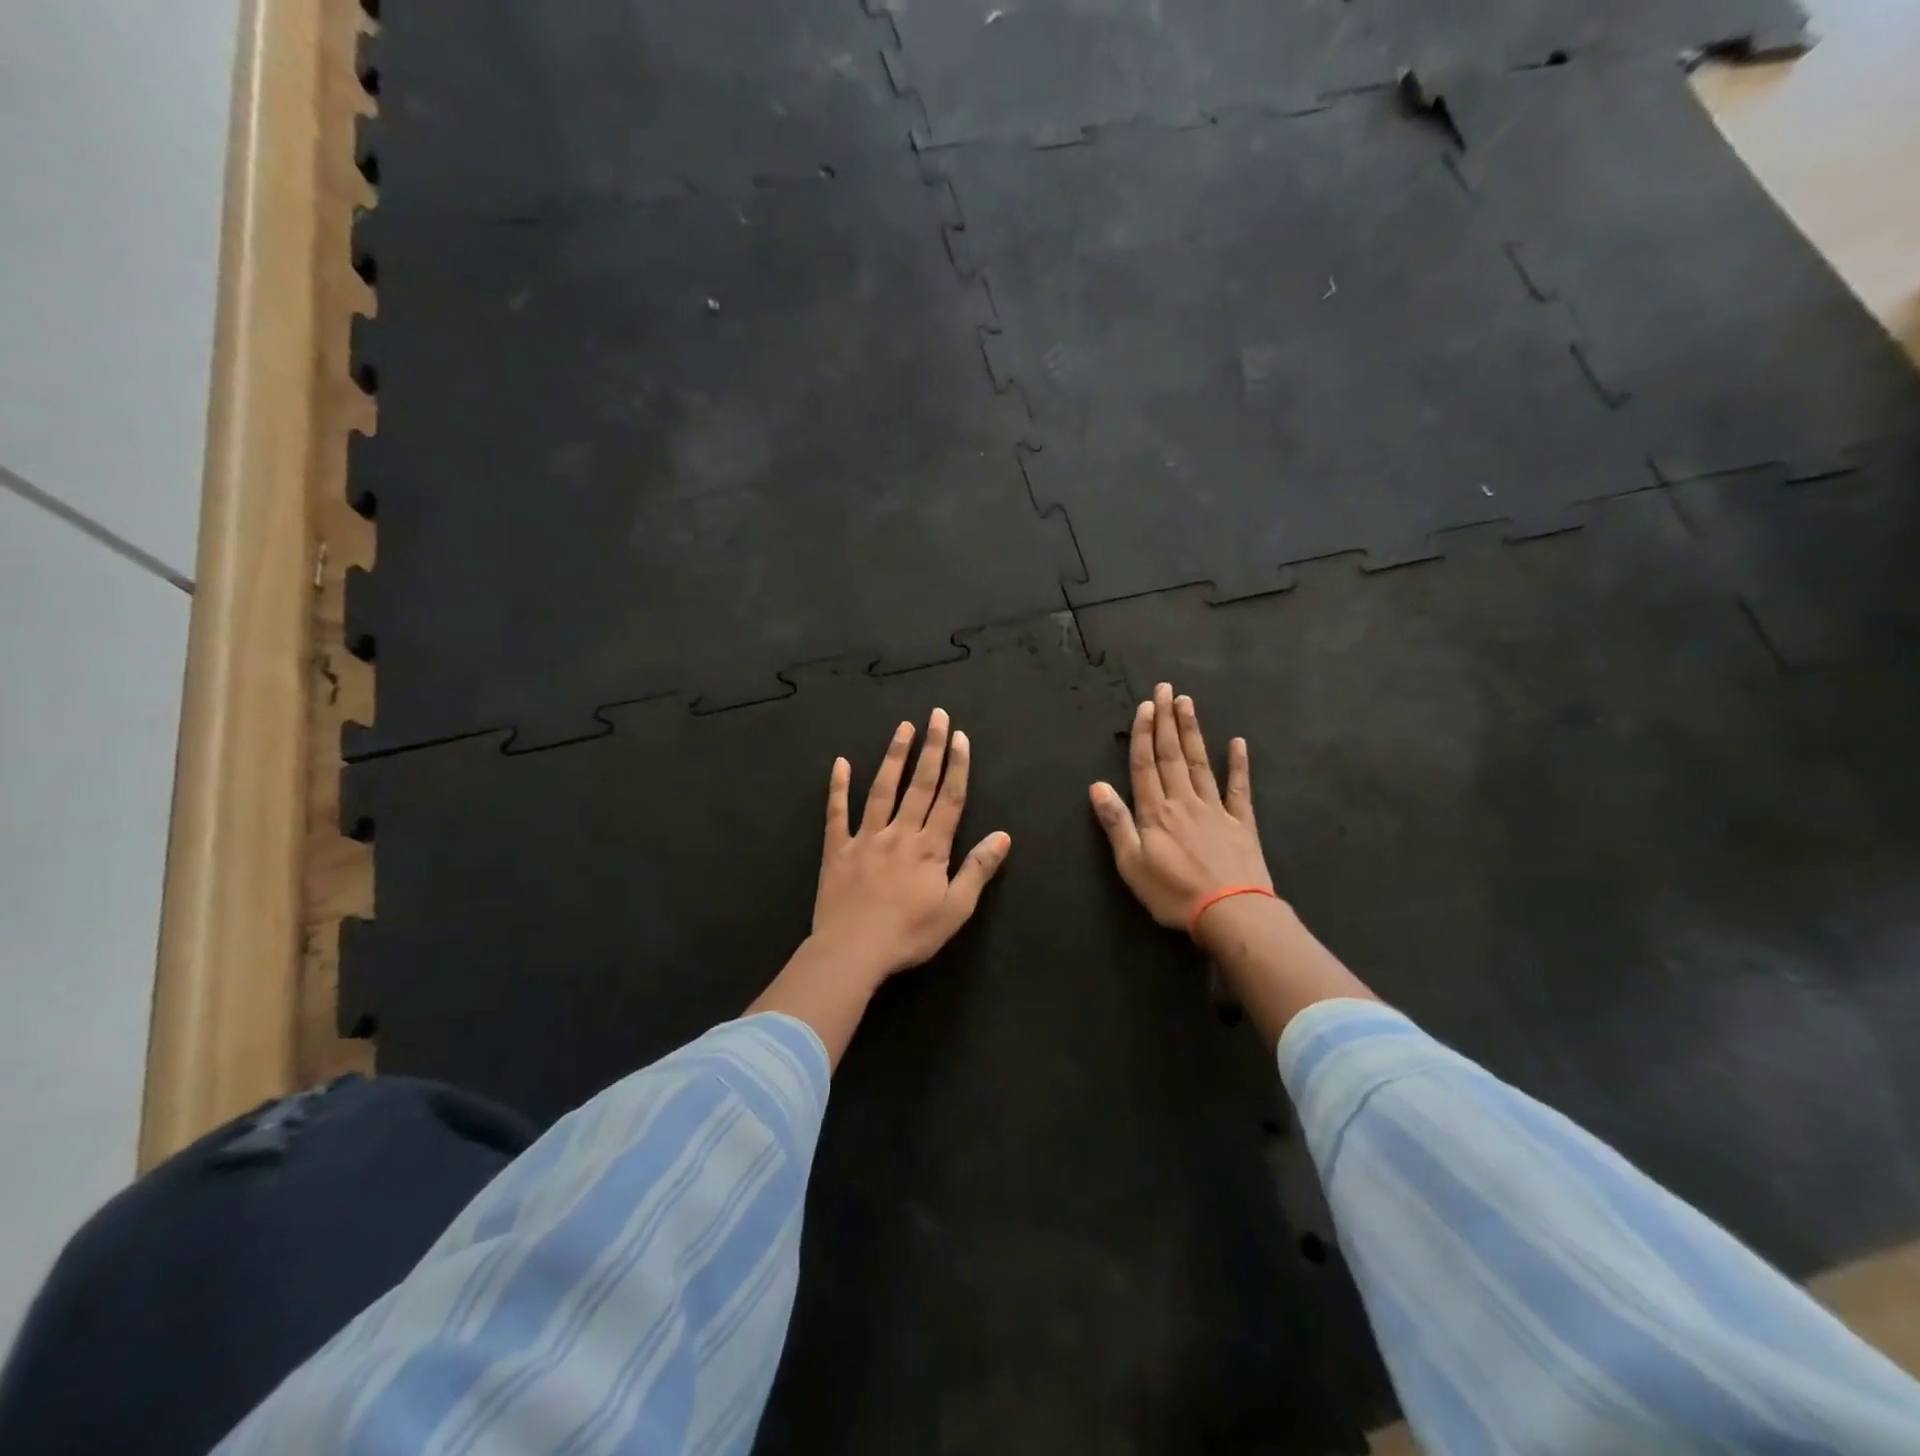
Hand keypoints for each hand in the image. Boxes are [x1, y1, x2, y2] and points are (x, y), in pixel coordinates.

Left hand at [810, 708, 1011, 986]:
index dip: (957, 766)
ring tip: (903, 728)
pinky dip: (838, 787)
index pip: (949, 799)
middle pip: (919, 785)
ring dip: (894, 757)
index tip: (960, 737)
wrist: (854, 951)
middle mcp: (900, 833)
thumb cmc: (910, 934)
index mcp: (930, 847)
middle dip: (931, 748)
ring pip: (882, 790)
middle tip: (937, 715)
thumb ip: (978, 869)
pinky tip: (841, 762)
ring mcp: (866, 838)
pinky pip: (837, 813)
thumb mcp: (956, 909)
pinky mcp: (837, 849)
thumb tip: (1002, 836)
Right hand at [1090, 682, 1272, 932]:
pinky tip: (1237, 743)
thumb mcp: (1131, 864)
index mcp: (1155, 812)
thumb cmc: (1173, 893)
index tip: (1145, 706)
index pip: (1145, 765)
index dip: (1143, 734)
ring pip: (1200, 763)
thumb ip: (1116, 823)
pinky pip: (1239, 788)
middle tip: (1166, 689)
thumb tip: (1097, 785)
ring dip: (1192, 731)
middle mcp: (1183, 801)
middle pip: (1172, 755)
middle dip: (1166, 721)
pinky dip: (1239, 764)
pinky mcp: (1242, 823)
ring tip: (1188, 703)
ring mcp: (1215, 809)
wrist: (1231, 912)